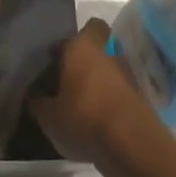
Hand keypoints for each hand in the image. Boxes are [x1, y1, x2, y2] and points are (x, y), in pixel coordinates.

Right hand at [31, 20, 175, 176]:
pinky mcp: (140, 94)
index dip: (67, 44)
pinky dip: (111, 98)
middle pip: (97, 45)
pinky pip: (119, 88)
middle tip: (68, 79)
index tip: (55, 63)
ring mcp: (127, 71)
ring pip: (109, 66)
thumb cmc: (84, 119)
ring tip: (81, 104)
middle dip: (85, 58)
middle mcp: (108, 49)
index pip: (78, 31)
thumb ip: (39, 102)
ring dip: (99, 79)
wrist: (132, 146)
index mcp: (82, 45)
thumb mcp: (49, 117)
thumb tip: (34, 95)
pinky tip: (97, 119)